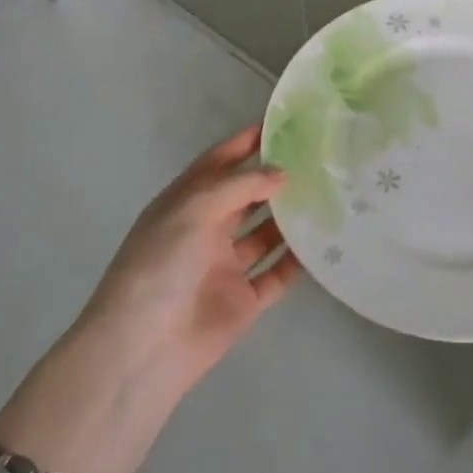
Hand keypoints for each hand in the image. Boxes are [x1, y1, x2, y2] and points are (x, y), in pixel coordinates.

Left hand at [0, 127, 299, 472]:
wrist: (143, 349)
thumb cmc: (160, 265)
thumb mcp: (195, 210)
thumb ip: (240, 186)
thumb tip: (282, 173)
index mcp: (186, 203)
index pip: (220, 162)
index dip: (246, 142)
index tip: (282, 123)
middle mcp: (206, 229)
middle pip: (246, 196)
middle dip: (276, 178)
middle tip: (318, 158)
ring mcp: (225, 265)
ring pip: (266, 233)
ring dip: (291, 216)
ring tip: (329, 194)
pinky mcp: (244, 299)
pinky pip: (277, 274)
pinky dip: (298, 260)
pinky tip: (326, 241)